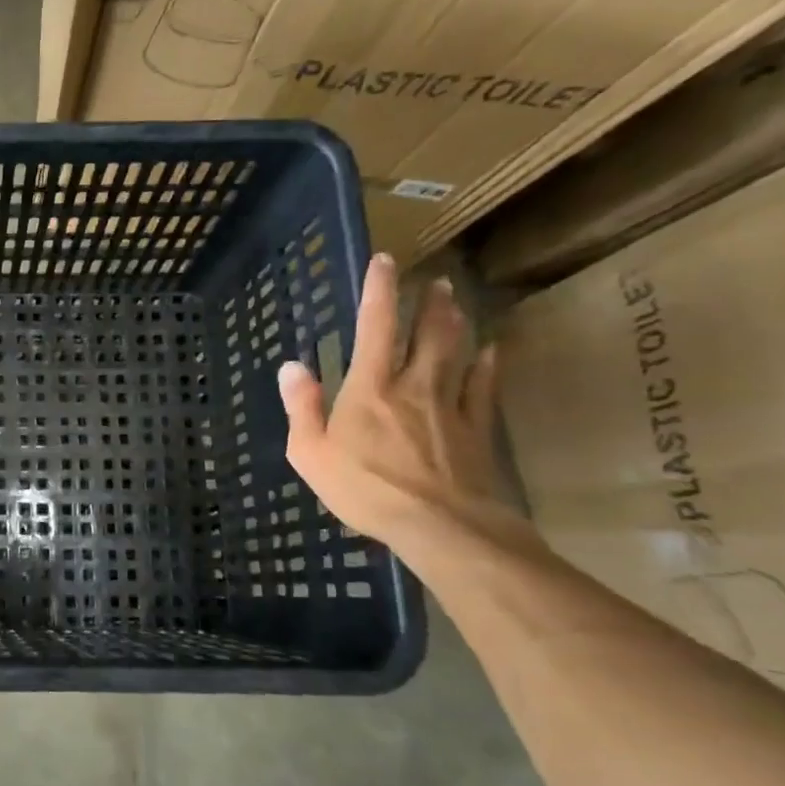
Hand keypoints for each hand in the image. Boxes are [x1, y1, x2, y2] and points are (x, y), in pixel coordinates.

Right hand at [277, 254, 518, 551]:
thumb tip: (292, 366)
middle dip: (429, 304)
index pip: (375, 327)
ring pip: (457, 353)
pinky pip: (483, 388)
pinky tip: (492, 352)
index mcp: (369, 388)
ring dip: (456, 324)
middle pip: (427, 334)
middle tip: (436, 281)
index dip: (379, 291)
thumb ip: (302, 406)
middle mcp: (413, 385)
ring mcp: (450, 405)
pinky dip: (487, 366)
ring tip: (457, 302)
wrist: (440, 525)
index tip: (385, 260)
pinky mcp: (476, 429)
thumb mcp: (310, 452)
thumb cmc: (364, 488)